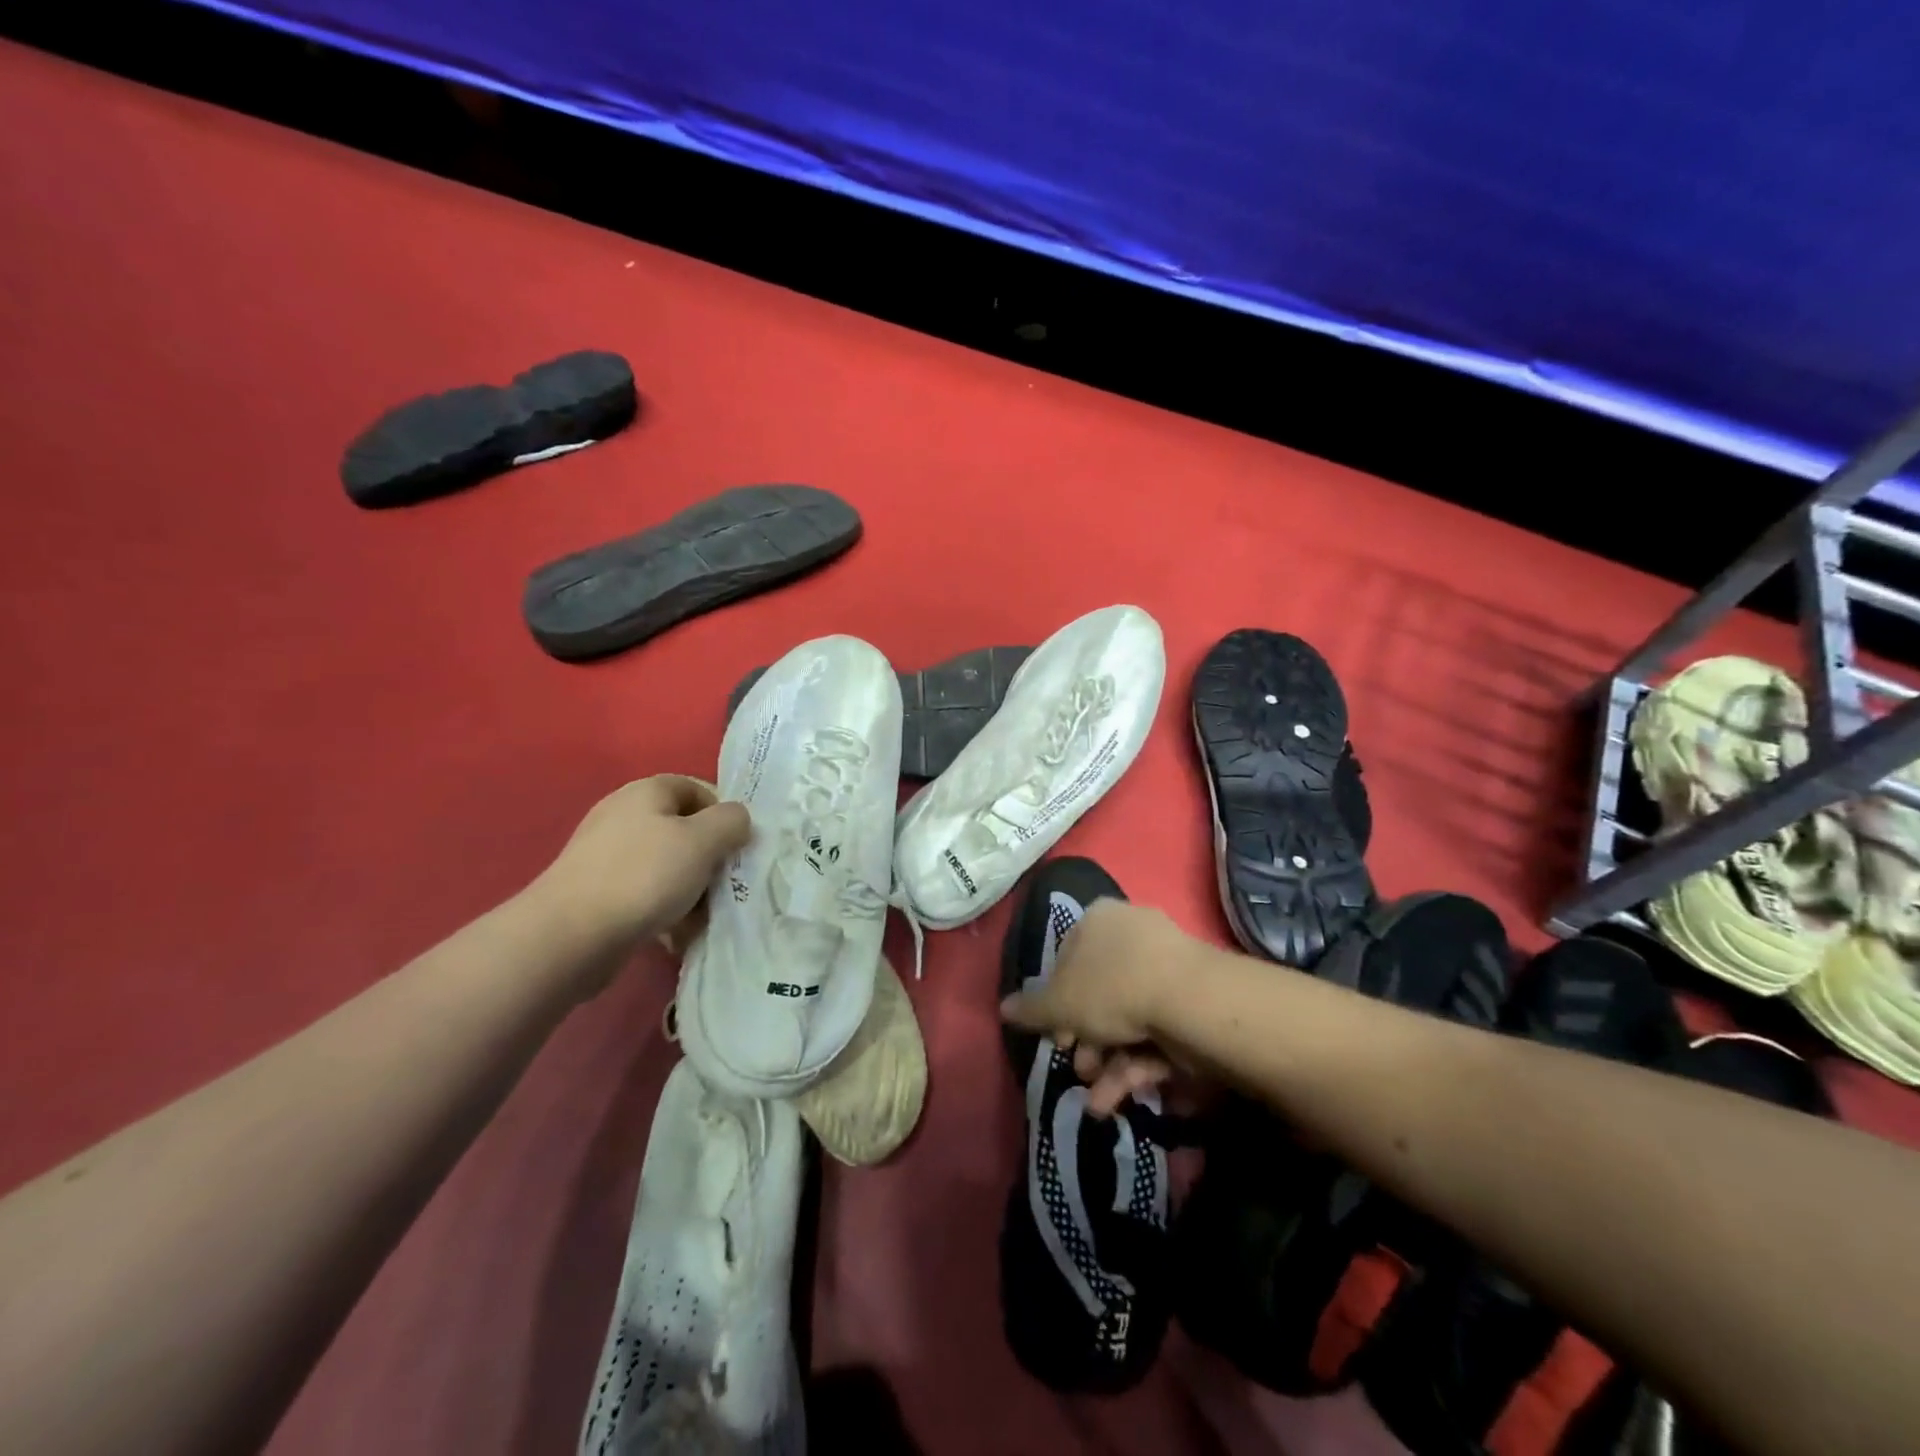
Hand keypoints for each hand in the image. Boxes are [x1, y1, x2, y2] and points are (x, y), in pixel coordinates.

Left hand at [534, 775, 750, 953]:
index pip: (696, 787)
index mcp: (646, 792)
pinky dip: (664, 910)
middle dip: (709, 858)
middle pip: (683, 829)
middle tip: (724, 884)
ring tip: (701, 917)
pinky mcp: (597, 892)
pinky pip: (644, 893)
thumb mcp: (703, 841)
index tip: (739, 845)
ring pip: (666, 865)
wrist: (570, 936)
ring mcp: (606, 855)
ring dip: (690, 889)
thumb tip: (737, 819)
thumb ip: (731, 821)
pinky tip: (674, 934)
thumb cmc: (644, 876)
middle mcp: (623, 816)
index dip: (723, 812)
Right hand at [999, 898, 1188, 1115]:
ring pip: (1128, 1017)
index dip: (1056, 1003)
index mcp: (1097, 920)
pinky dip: (1138, 1063)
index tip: (1055, 1037)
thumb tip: (1002, 1007)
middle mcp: (1131, 933)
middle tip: (1081, 1069)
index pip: (1067, 959)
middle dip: (1086, 1041)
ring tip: (1100, 1101)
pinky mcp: (1191, 996)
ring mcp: (1166, 964)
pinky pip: (1157, 1027)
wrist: (1189, 998)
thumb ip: (1031, 1009)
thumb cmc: (1111, 987)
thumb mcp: (1060, 1004)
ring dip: (1110, 1063)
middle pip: (1099, 992)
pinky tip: (1124, 1098)